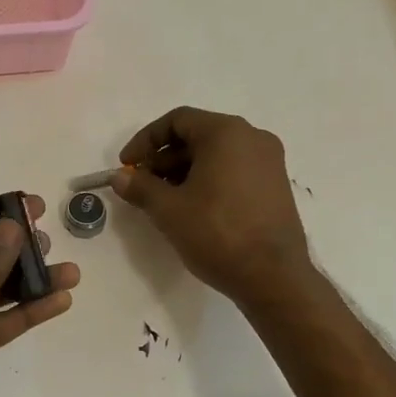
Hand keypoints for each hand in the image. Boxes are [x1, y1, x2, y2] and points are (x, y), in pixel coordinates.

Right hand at [112, 107, 311, 305]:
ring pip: (216, 154)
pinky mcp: (275, 186)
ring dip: (184, 170)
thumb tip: (120, 177)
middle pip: (197, 135)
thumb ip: (140, 187)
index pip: (177, 120)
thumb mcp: (168, 209)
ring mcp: (269, 162)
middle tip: (141, 185)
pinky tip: (192, 208)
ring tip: (163, 200)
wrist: (272, 276)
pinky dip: (208, 180)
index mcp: (227, 133)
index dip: (145, 140)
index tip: (127, 165)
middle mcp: (252, 138)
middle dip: (163, 158)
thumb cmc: (217, 233)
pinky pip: (233, 170)